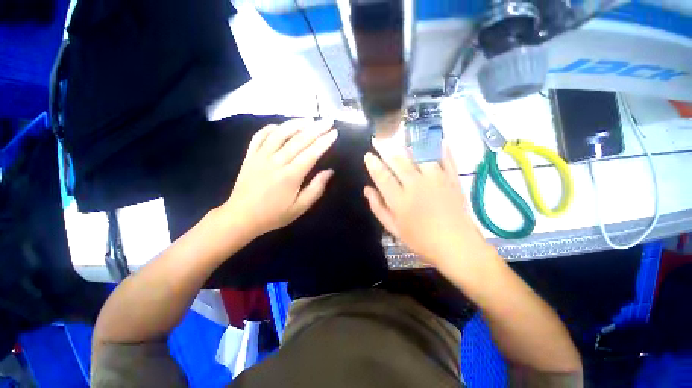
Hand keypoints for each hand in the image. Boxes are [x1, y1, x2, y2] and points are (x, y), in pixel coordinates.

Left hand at [221, 118, 337, 238]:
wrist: (241, 217)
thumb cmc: (274, 215)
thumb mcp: (300, 207)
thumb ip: (316, 188)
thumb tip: (329, 171)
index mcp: (290, 176)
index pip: (311, 153)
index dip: (324, 142)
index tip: (334, 133)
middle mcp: (276, 161)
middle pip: (299, 140)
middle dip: (316, 129)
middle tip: (328, 120)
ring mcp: (260, 156)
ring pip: (280, 134)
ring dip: (295, 124)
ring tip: (309, 119)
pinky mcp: (250, 156)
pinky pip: (260, 136)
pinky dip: (270, 128)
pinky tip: (280, 126)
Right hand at [363, 142, 493, 266]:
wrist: (457, 246)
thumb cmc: (421, 240)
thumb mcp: (394, 229)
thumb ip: (379, 208)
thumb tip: (367, 189)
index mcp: (400, 200)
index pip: (382, 176)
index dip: (373, 164)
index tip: (368, 154)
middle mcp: (416, 185)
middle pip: (398, 161)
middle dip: (386, 148)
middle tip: (379, 139)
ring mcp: (436, 180)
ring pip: (419, 155)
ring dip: (408, 145)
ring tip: (401, 136)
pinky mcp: (452, 180)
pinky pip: (446, 159)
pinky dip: (441, 148)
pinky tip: (437, 139)